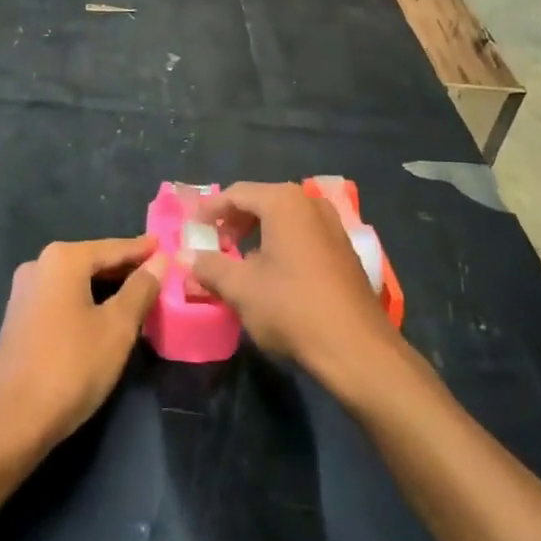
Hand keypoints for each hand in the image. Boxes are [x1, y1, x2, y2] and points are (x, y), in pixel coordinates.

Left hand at [0, 235, 163, 454]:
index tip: (165, 247)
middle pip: (93, 261)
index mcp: (63, 259)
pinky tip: (105, 316)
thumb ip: (141, 289)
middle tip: (158, 274)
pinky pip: (62, 298)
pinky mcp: (19, 318)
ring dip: (106, 287)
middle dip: (125, 269)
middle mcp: (39, 265)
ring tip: (138, 295)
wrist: (11, 421)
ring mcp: (24, 292)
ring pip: (76, 281)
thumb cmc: (72, 366)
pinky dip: (86, 301)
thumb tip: (159, 261)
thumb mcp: (118, 327)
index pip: (113, 248)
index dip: (142, 250)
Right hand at [187, 183, 402, 392]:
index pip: (236, 193)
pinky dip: (281, 244)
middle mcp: (310, 203)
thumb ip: (209, 267)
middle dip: (235, 221)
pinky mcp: (344, 250)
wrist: (356, 348)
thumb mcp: (241, 288)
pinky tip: (272, 273)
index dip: (210, 209)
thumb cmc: (291, 308)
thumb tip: (184, 256)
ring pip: (284, 219)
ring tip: (239, 260)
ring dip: (258, 233)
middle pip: (262, 201)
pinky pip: (303, 234)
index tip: (192, 228)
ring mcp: (332, 225)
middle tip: (215, 244)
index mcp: (284, 202)